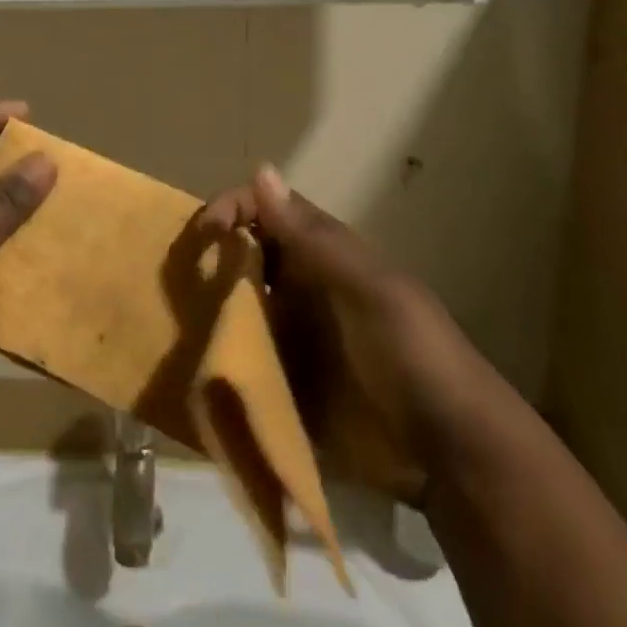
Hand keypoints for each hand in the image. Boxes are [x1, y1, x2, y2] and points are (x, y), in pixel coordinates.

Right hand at [200, 166, 511, 505]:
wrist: (454, 456)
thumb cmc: (415, 356)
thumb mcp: (373, 290)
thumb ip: (315, 239)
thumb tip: (260, 169)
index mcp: (320, 256)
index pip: (265, 212)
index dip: (232, 208)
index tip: (204, 234)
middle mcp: (298, 288)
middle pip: (240, 258)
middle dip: (206, 260)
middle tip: (174, 281)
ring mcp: (289, 338)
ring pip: (233, 309)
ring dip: (203, 311)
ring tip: (173, 324)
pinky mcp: (283, 385)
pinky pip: (239, 363)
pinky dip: (214, 361)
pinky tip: (189, 368)